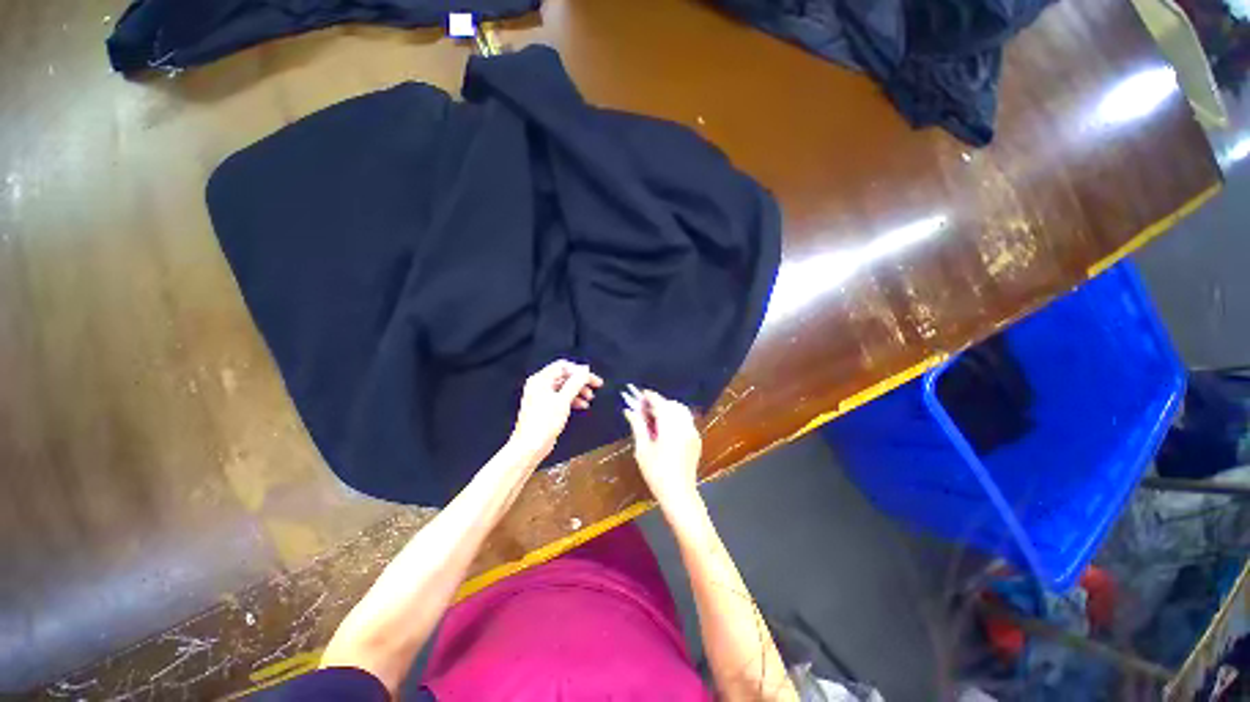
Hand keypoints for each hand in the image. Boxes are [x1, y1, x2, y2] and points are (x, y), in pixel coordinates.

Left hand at [508, 360, 603, 462]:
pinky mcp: (546, 407)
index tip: (591, 378)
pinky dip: (573, 399)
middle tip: (595, 386)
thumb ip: (576, 383)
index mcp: (541, 379)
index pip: (563, 366)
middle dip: (580, 381)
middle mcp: (540, 385)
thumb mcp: (563, 400)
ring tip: (590, 398)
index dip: (579, 370)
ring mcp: (542, 396)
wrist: (530, 446)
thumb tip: (585, 371)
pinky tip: (582, 405)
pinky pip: (562, 397)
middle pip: (565, 376)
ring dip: (579, 390)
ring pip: (565, 387)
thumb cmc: (543, 423)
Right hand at [623, 389, 701, 511]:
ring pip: (680, 411)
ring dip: (668, 409)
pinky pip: (685, 420)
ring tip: (653, 419)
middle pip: (672, 404)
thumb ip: (638, 426)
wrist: (679, 494)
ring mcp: (692, 432)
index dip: (649, 397)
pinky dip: (675, 417)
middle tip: (644, 409)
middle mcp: (684, 425)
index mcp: (671, 426)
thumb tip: (629, 410)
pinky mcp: (696, 439)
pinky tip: (665, 429)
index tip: (639, 395)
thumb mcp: (643, 449)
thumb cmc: (656, 473)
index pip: (660, 403)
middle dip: (658, 403)